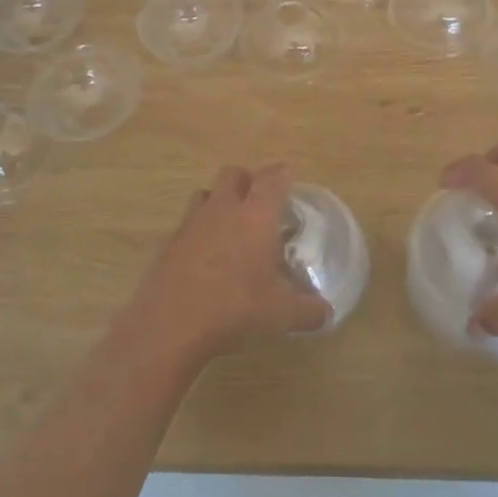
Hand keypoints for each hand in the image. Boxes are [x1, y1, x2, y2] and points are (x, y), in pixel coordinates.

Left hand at [131, 165, 333, 362]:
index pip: (272, 179)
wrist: (172, 324)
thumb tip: (327, 312)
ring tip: (230, 223)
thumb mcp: (282, 315)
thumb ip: (309, 310)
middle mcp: (223, 209)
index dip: (282, 172)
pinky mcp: (170, 242)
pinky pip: (188, 222)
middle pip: (234, 174)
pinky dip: (199, 229)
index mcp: (255, 216)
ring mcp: (192, 223)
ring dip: (219, 199)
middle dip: (248, 180)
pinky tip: (206, 255)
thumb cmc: (235, 308)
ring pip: (206, 193)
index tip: (289, 173)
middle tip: (259, 199)